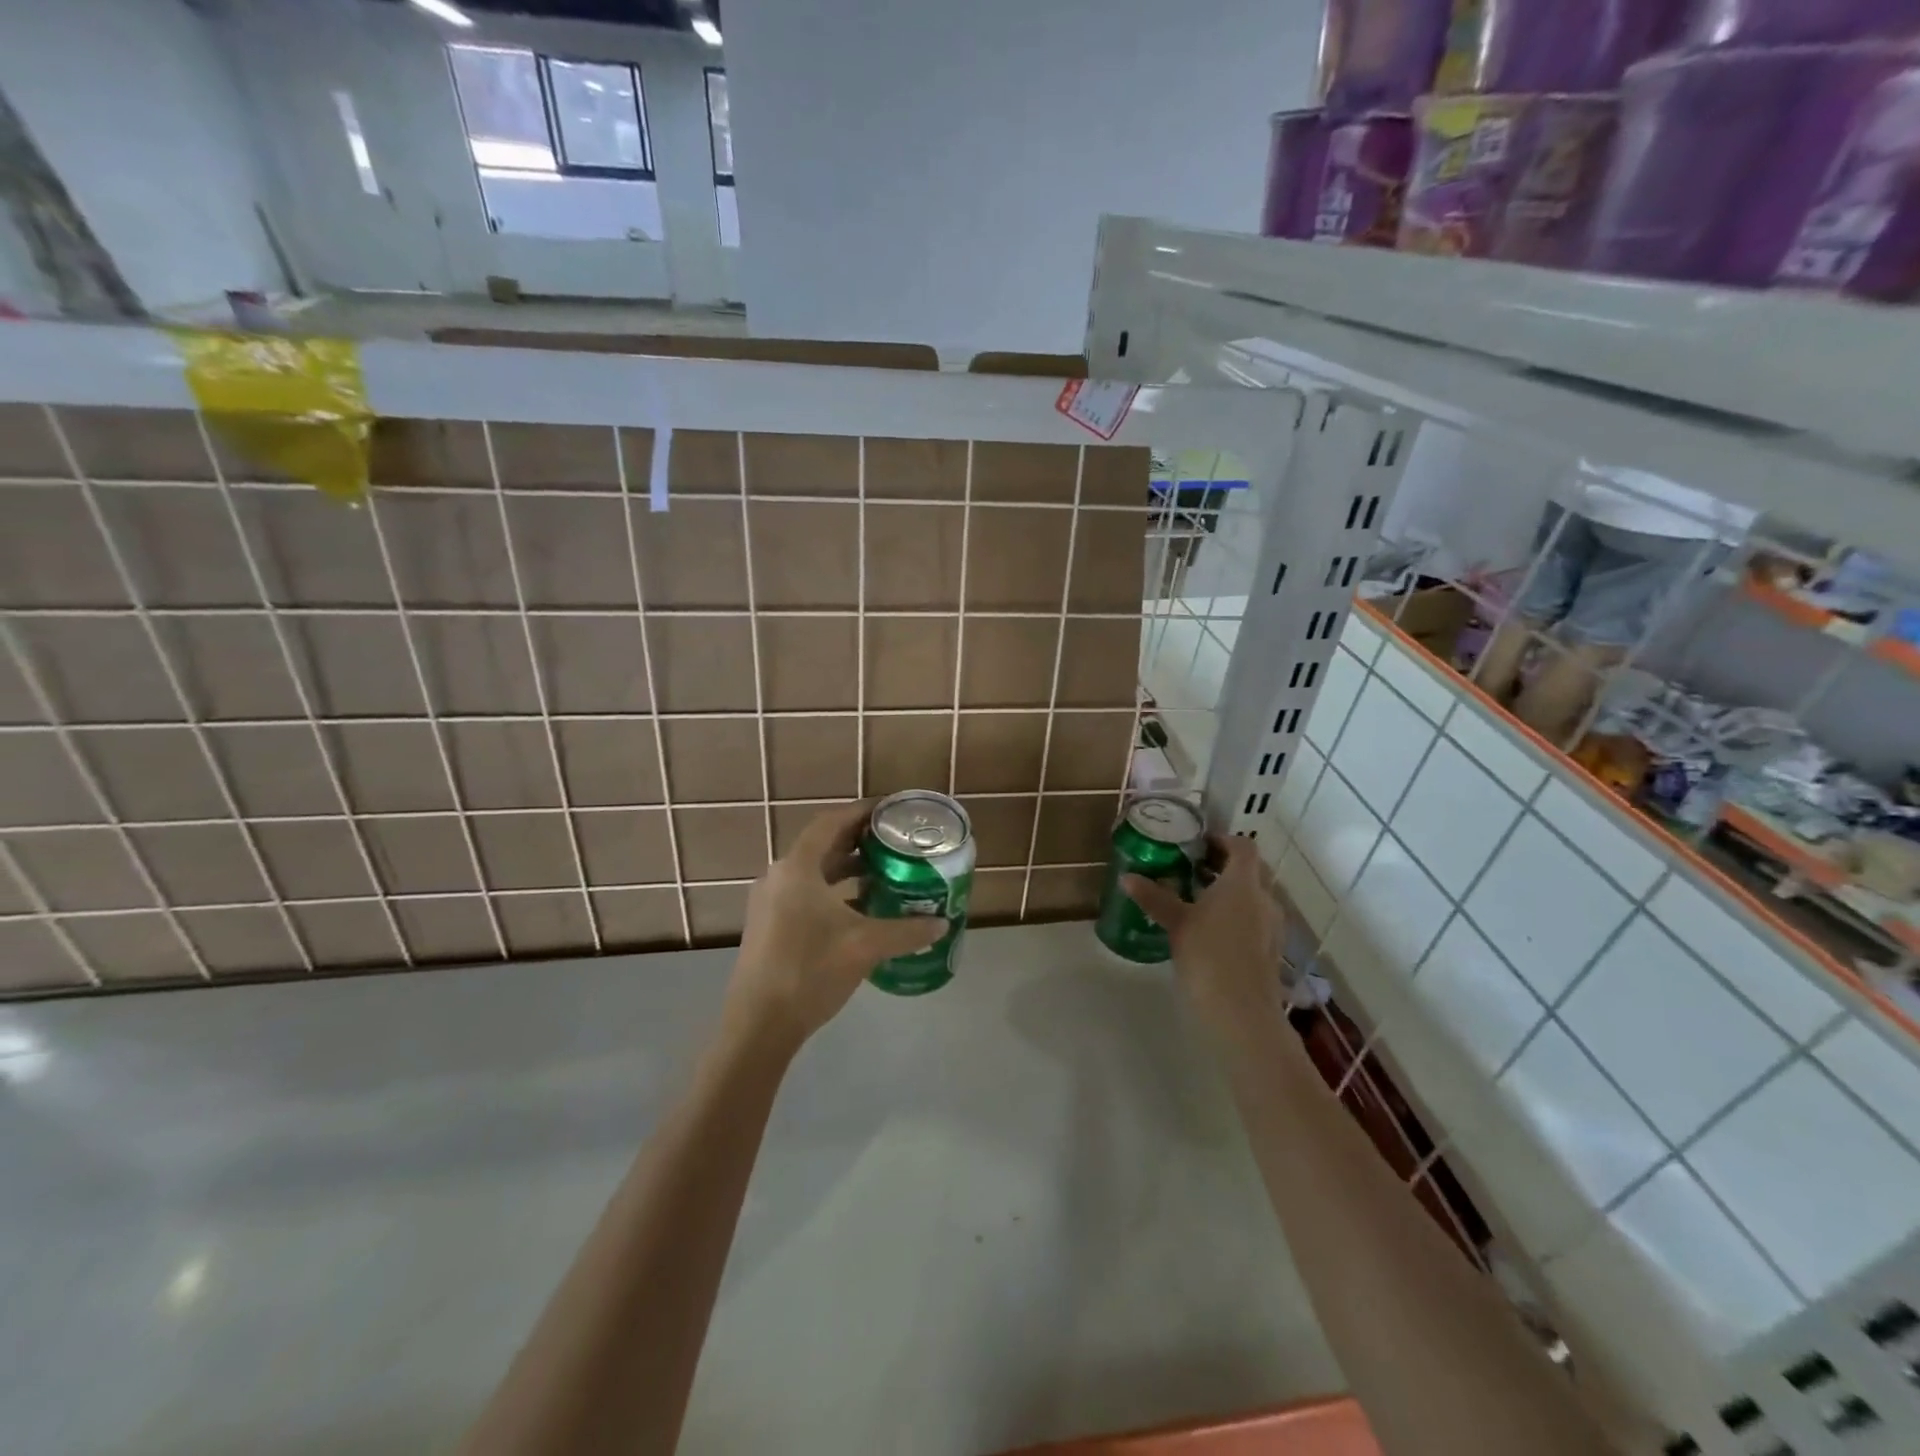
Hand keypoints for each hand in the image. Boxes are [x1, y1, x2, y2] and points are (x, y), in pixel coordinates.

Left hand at [728, 801, 945, 1047]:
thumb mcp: (865, 946)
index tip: (889, 809)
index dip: (860, 812)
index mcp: (797, 869)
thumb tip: (941, 924)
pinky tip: (858, 910)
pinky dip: (832, 892)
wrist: (758, 1024)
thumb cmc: (810, 971)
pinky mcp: (768, 926)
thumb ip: (906, 931)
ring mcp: (769, 903)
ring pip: (813, 873)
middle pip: (821, 846)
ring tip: (882, 871)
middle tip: (892, 839)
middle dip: (857, 841)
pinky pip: (804, 894)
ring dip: (845, 868)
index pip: (830, 823)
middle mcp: (779, 877)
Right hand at [1121, 835, 1283, 1023]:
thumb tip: (1127, 877)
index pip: (1243, 846)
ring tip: (1197, 902)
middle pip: (1250, 871)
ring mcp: (1272, 926)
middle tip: (1191, 871)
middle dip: (1223, 867)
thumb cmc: (1208, 956)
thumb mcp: (1176, 923)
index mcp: (1243, 883)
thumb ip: (1154, 897)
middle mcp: (1264, 898)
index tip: (1198, 845)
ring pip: (1253, 897)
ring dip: (1230, 893)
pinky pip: (1255, 920)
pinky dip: (1237, 916)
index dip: (1223, 840)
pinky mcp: (1271, 950)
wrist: (1242, 1013)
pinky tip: (1211, 932)